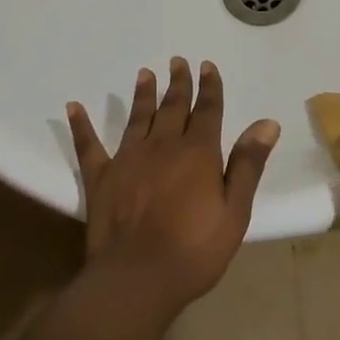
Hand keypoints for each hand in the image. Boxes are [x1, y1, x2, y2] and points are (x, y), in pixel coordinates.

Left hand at [67, 59, 279, 316]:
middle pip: (173, 107)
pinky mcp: (101, 177)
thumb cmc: (195, 250)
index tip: (207, 66)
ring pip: (138, 118)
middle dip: (178, 83)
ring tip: (145, 73)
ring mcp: (128, 158)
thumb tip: (266, 123)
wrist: (138, 278)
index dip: (209, 87)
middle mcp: (163, 146)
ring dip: (143, 94)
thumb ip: (247, 165)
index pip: (207, 111)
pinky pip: (89, 145)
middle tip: (178, 61)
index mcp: (198, 153)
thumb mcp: (234, 211)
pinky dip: (81, 125)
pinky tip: (73, 107)